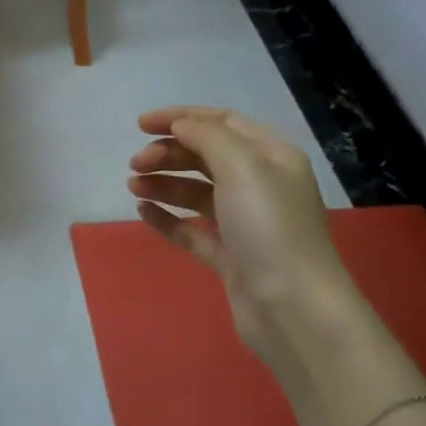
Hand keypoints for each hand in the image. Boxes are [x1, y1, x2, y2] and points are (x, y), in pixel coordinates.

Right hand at [128, 107, 359, 359]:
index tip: (140, 124)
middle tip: (135, 163)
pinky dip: (167, 217)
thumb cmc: (269, 227)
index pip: (222, 123)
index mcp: (271, 157)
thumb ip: (208, 137)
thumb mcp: (242, 167)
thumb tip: (180, 125)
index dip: (181, 118)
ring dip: (164, 183)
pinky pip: (192, 229)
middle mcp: (260, 185)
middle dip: (168, 153)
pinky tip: (143, 212)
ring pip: (196, 192)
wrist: (293, 307)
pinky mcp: (229, 256)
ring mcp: (244, 223)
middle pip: (206, 156)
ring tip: (133, 186)